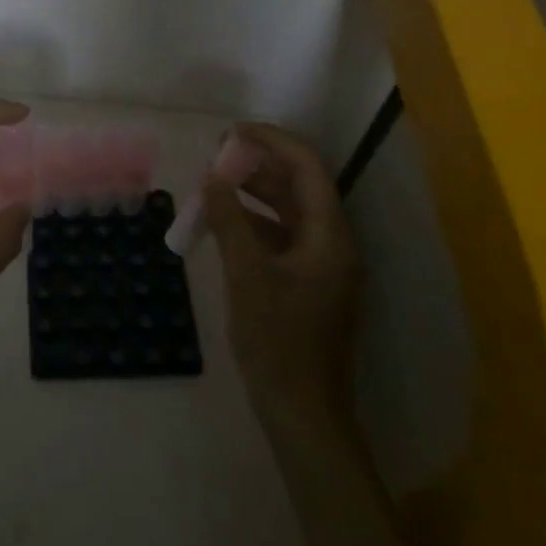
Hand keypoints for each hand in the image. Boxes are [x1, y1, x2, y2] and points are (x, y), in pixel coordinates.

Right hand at [203, 122, 361, 434]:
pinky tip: (225, 222)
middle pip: (300, 186)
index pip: (307, 168)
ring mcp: (322, 265)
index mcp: (329, 236)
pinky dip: (255, 222)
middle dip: (261, 164)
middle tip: (218, 153)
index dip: (272, 141)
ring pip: (290, 211)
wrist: (303, 413)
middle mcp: (333, 243)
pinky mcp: (308, 284)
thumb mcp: (247, 277)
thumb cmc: (278, 343)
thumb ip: (230, 221)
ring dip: (256, 192)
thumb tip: (212, 178)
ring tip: (216, 180)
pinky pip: (283, 237)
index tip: (233, 132)